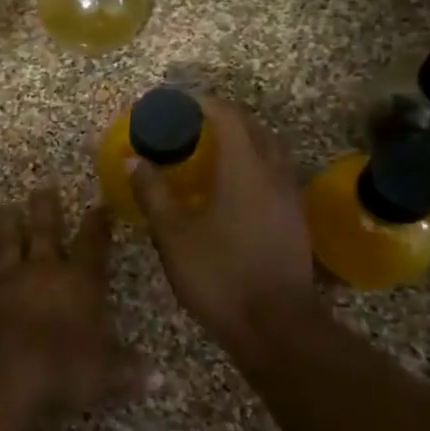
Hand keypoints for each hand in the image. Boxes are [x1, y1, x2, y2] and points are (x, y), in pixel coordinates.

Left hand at [0, 187, 142, 415]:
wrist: (1, 374)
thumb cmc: (63, 368)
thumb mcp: (105, 374)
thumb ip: (128, 370)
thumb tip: (158, 379)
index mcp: (80, 282)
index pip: (93, 244)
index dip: (98, 224)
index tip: (99, 205)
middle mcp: (43, 271)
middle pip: (45, 231)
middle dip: (46, 208)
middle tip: (43, 187)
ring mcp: (6, 280)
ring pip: (7, 243)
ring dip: (7, 225)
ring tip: (5, 207)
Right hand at [128, 96, 317, 357]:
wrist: (276, 326)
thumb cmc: (220, 275)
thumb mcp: (174, 235)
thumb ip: (153, 193)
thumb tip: (134, 161)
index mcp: (245, 169)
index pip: (228, 117)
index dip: (202, 104)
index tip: (178, 104)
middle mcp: (274, 174)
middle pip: (254, 129)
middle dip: (224, 118)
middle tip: (192, 124)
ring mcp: (290, 198)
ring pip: (269, 151)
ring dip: (243, 141)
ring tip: (211, 151)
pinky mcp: (295, 220)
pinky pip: (274, 174)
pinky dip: (253, 165)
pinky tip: (232, 187)